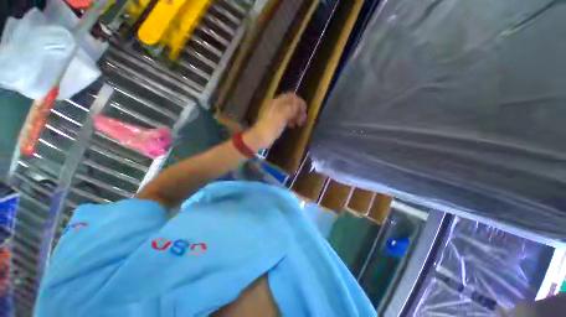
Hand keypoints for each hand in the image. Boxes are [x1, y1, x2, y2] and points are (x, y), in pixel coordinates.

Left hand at [244, 93, 306, 150]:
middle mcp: (276, 105)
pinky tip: (291, 126)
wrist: (259, 139)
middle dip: (298, 110)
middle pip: (291, 103)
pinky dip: (290, 120)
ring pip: (288, 110)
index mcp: (278, 102)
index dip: (300, 103)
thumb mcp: (282, 116)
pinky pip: (285, 117)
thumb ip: (291, 108)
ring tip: (298, 124)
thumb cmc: (271, 128)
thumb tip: (300, 103)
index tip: (304, 113)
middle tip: (302, 120)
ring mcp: (275, 113)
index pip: (292, 97)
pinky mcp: (274, 121)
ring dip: (295, 115)